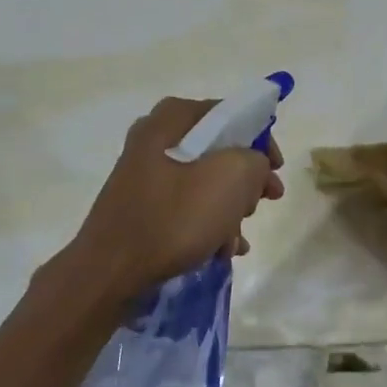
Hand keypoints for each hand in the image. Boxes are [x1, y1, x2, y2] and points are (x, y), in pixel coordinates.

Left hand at [66, 96, 285, 297]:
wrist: (110, 272)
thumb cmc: (174, 218)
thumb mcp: (232, 178)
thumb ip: (255, 159)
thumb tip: (252, 166)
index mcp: (171, 120)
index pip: (229, 113)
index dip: (261, 138)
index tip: (276, 168)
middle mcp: (154, 139)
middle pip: (218, 150)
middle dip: (246, 180)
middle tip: (264, 201)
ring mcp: (145, 175)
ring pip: (204, 182)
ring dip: (230, 209)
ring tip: (237, 240)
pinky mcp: (141, 207)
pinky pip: (185, 207)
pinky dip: (208, 224)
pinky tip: (221, 250)